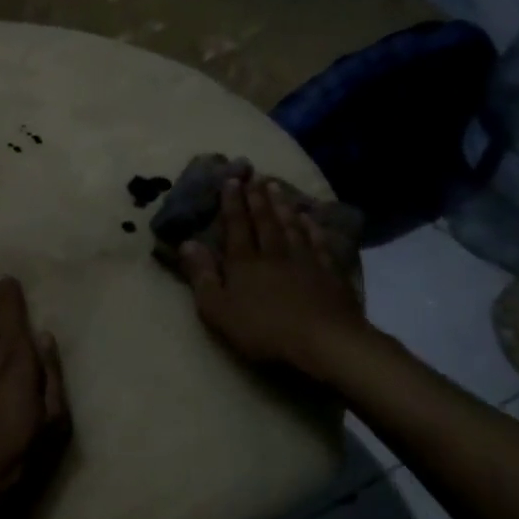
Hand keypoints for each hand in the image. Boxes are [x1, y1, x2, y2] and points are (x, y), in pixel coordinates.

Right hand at [181, 176, 367, 380]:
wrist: (324, 342)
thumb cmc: (263, 330)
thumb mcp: (218, 309)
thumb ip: (202, 275)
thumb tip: (187, 242)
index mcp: (244, 263)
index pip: (236, 226)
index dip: (232, 203)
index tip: (230, 180)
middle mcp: (274, 254)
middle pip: (264, 221)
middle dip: (257, 198)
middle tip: (254, 176)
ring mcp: (305, 261)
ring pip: (291, 226)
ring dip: (282, 206)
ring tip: (276, 187)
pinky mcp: (330, 274)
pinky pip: (319, 243)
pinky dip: (313, 228)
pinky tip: (310, 219)